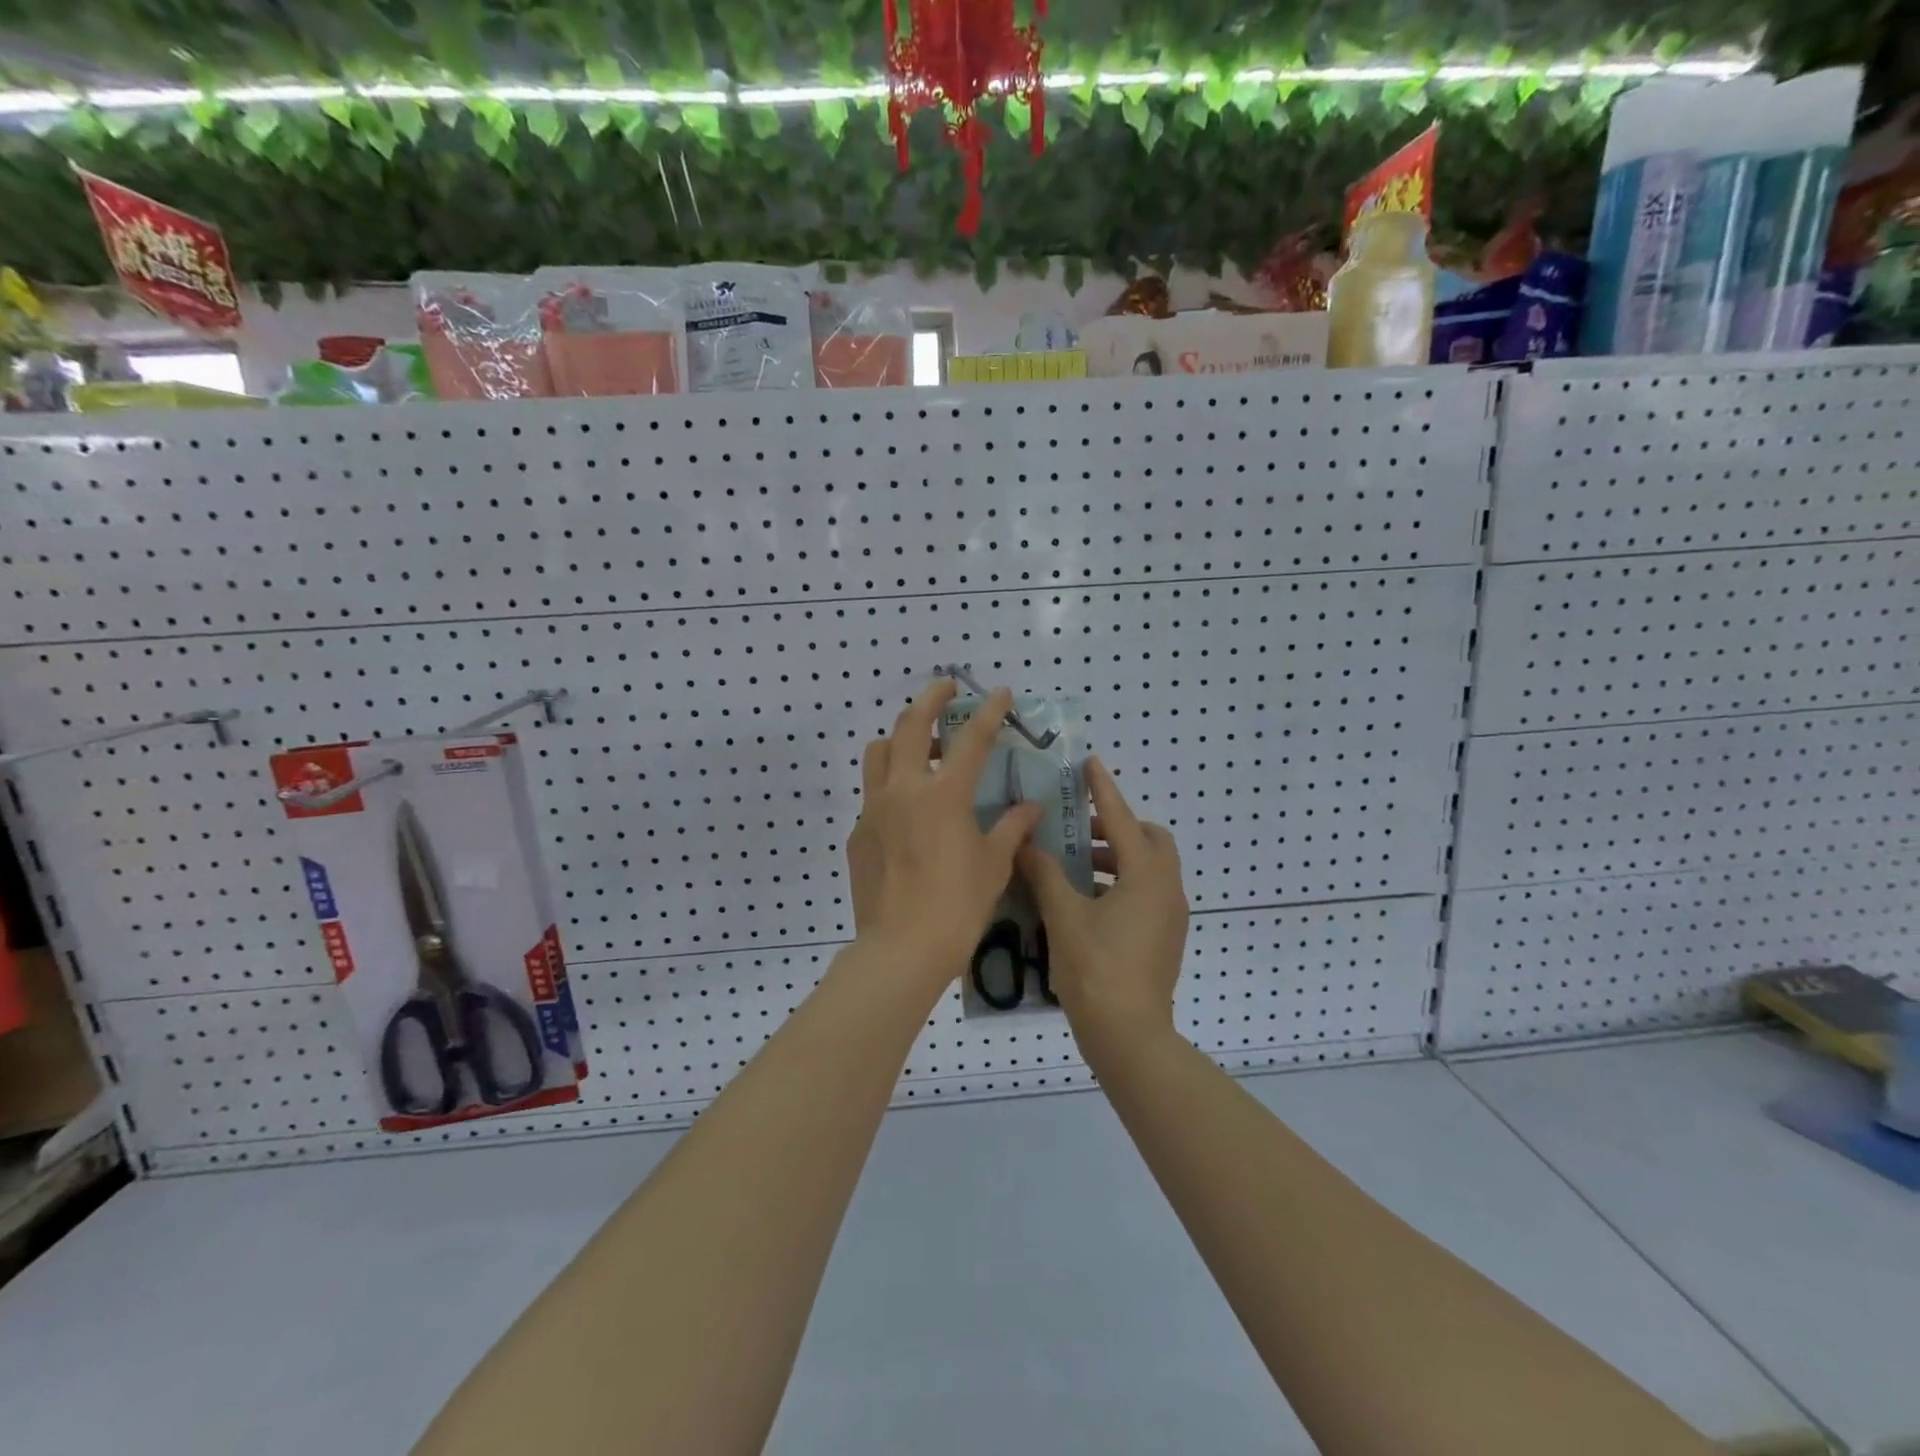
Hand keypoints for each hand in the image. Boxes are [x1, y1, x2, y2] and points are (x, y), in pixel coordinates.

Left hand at [845, 678, 1044, 987]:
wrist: (901, 950)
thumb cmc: (957, 906)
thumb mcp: (993, 865)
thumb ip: (1011, 828)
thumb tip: (1029, 808)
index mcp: (944, 794)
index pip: (971, 739)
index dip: (989, 712)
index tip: (999, 691)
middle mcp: (904, 790)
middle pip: (910, 726)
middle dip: (930, 699)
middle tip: (945, 689)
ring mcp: (874, 810)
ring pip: (879, 753)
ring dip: (900, 738)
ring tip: (921, 749)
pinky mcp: (859, 834)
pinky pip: (872, 795)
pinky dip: (891, 787)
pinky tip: (909, 813)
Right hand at [1018, 756, 1188, 1051]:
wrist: (1129, 1036)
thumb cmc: (1096, 969)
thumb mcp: (1063, 916)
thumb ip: (1044, 873)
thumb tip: (1025, 843)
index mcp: (1147, 876)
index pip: (1123, 819)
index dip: (1104, 790)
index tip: (1090, 763)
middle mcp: (1167, 889)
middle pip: (1150, 841)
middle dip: (1117, 828)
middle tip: (1079, 831)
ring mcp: (1170, 916)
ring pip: (1149, 869)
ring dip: (1117, 858)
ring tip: (1074, 865)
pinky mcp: (1164, 938)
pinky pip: (1146, 893)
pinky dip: (1121, 883)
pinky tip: (1085, 900)